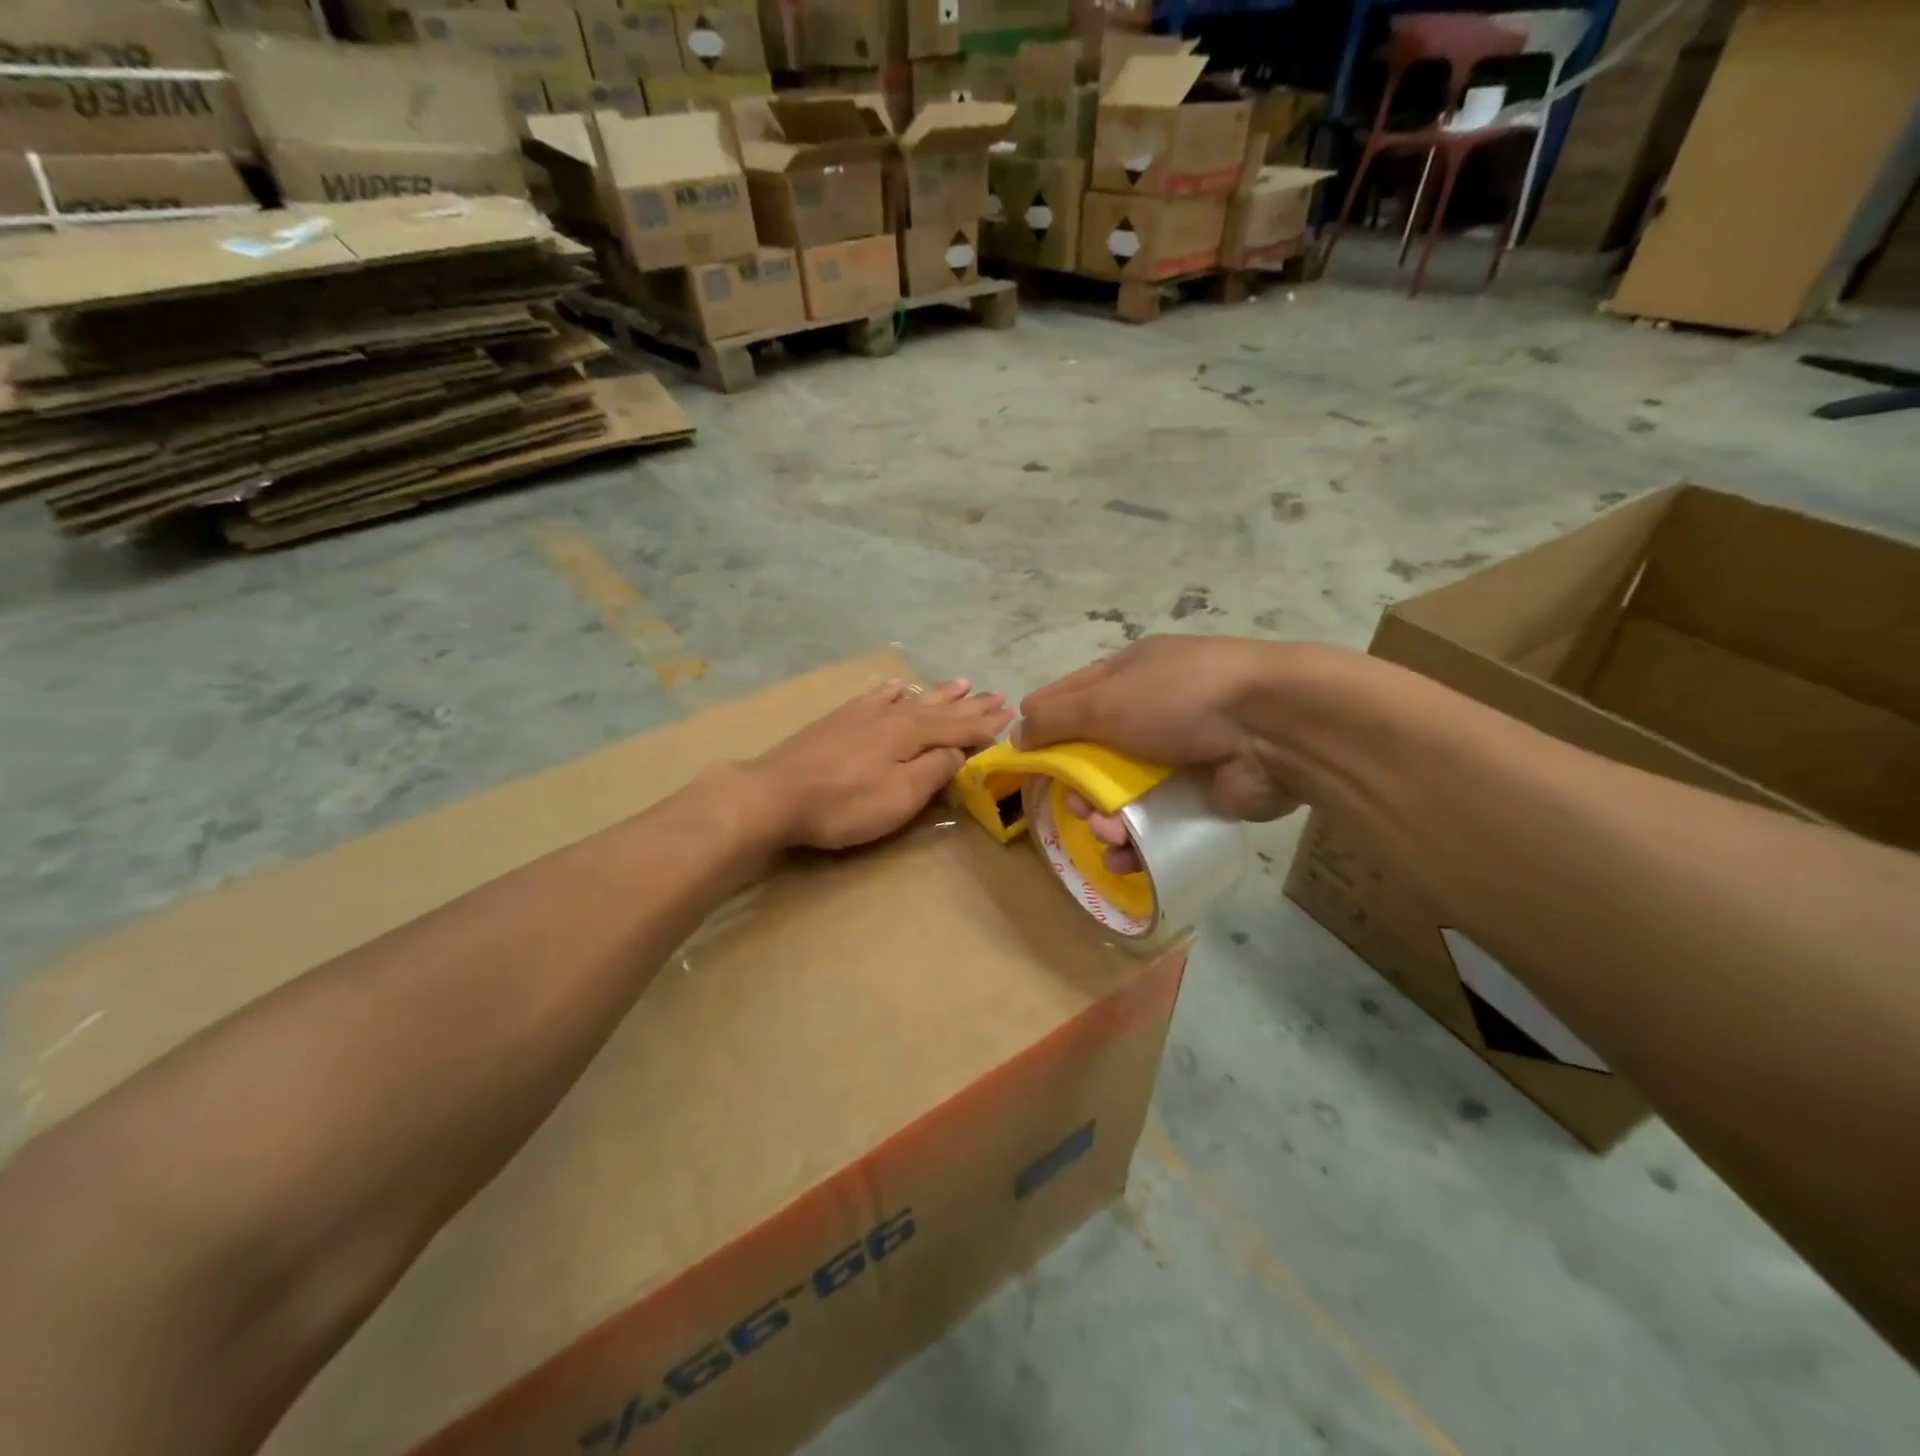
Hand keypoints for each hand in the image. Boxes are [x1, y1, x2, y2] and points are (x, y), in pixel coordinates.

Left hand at [753, 678, 1012, 849]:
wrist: (775, 794)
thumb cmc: (844, 803)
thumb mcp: (900, 796)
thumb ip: (933, 771)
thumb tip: (957, 751)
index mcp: (912, 734)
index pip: (959, 727)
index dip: (986, 723)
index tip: (1011, 713)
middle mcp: (892, 716)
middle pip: (940, 709)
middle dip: (970, 704)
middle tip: (997, 694)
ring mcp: (863, 715)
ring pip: (912, 699)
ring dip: (939, 693)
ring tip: (961, 682)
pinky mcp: (839, 720)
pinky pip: (876, 697)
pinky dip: (892, 692)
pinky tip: (899, 686)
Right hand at [1018, 636, 1303, 870]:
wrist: (1273, 727)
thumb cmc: (1178, 699)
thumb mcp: (1105, 700)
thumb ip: (1055, 718)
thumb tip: (1016, 734)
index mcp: (1128, 675)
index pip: (1069, 697)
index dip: (1042, 725)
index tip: (1022, 758)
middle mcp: (1150, 711)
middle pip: (1092, 753)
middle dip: (1076, 785)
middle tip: (1074, 805)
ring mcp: (1177, 754)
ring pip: (1121, 794)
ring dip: (1104, 818)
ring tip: (1106, 833)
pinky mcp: (1200, 794)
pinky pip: (1153, 822)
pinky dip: (1134, 842)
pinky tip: (1123, 856)